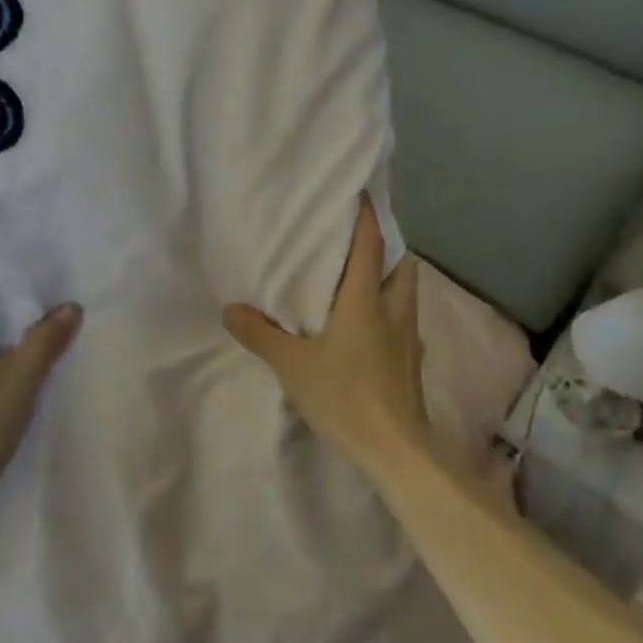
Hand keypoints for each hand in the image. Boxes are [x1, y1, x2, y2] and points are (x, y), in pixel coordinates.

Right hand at [223, 195, 430, 478]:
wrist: (396, 450)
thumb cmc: (345, 395)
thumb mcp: (291, 365)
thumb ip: (260, 334)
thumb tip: (230, 309)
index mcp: (365, 300)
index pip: (371, 244)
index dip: (367, 215)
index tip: (360, 192)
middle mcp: (394, 310)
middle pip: (401, 264)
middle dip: (386, 246)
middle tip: (359, 242)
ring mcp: (409, 338)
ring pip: (406, 293)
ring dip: (390, 278)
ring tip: (361, 281)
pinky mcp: (412, 363)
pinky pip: (404, 321)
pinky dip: (390, 311)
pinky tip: (370, 329)